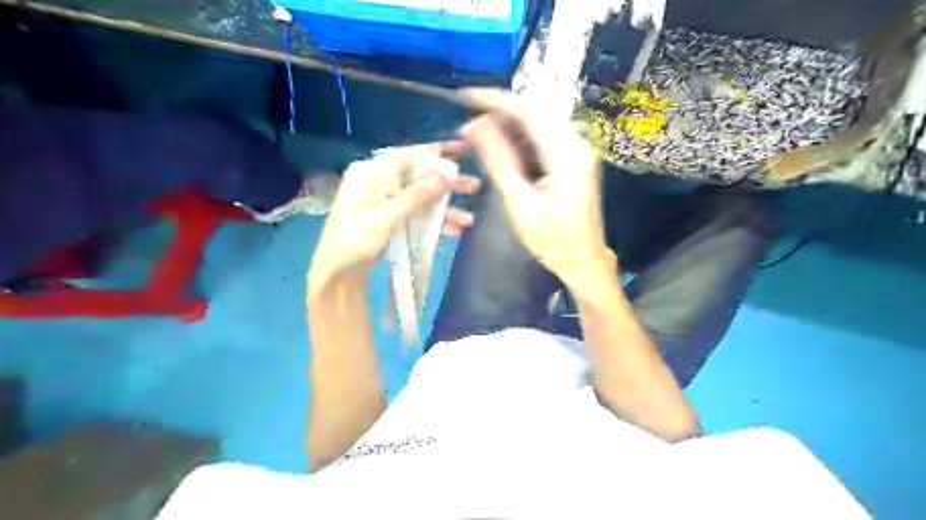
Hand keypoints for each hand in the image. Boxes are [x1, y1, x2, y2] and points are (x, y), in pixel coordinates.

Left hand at [311, 141, 484, 284]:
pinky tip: (453, 230)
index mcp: (370, 172)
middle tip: (474, 186)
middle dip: (447, 184)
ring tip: (468, 219)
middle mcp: (379, 180)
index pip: (409, 155)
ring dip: (445, 208)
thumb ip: (415, 195)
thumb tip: (446, 174)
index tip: (465, 148)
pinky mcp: (392, 215)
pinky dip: (434, 221)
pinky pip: (417, 212)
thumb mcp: (384, 217)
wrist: (337, 273)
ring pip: (422, 197)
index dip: (439, 152)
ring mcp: (386, 199)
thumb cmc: (354, 241)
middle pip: (420, 176)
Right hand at [460, 89, 616, 291]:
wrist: (585, 261)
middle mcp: (578, 145)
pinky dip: (520, 136)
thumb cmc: (553, 242)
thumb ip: (499, 162)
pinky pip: (544, 136)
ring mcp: (579, 151)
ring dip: (509, 123)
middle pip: (536, 111)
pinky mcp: (575, 158)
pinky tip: (501, 144)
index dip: (496, 100)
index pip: (530, 112)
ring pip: (540, 121)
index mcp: (568, 156)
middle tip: (468, 120)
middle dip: (499, 110)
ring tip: (478, 132)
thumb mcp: (520, 205)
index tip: (466, 97)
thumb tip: (474, 127)